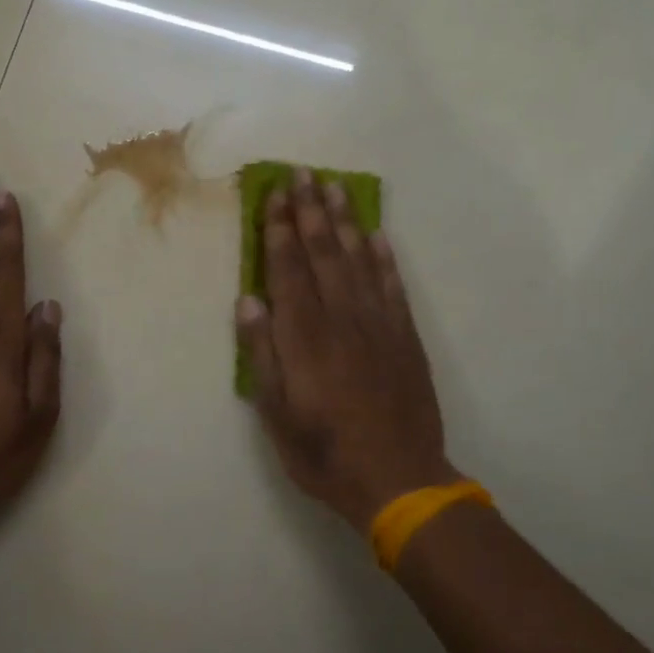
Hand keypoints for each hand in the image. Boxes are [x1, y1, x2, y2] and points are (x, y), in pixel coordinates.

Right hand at [237, 170, 459, 531]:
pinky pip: (393, 286)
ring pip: (359, 260)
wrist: (399, 479)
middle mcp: (342, 318)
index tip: (275, 194)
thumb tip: (249, 300)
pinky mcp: (405, 337)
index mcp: (305, 336)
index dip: (280, 229)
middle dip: (310, 210)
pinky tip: (378, 234)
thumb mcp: (276, 413)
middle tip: (303, 173)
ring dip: (345, 221)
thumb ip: (262, 353)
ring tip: (335, 187)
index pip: (288, 269)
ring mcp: (378, 324)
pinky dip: (385, 257)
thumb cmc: (324, 452)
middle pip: (323, 253)